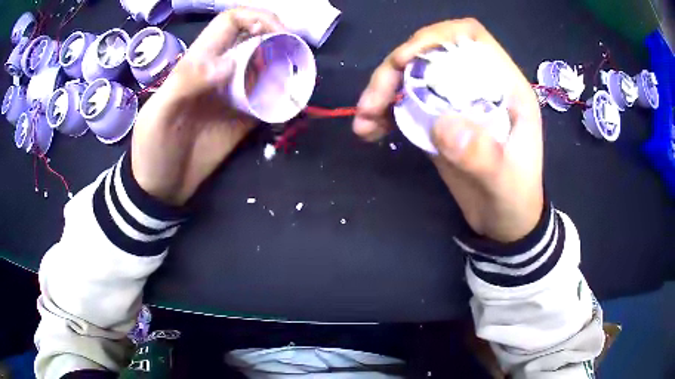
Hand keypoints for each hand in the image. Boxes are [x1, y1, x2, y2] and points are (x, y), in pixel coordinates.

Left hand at [131, 8, 284, 205]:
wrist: (161, 189)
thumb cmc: (153, 150)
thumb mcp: (159, 116)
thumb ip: (186, 83)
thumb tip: (228, 64)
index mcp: (199, 63)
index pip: (231, 22)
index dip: (257, 18)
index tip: (280, 33)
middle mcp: (221, 72)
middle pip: (257, 40)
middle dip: (281, 41)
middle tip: (299, 57)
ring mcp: (235, 95)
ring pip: (268, 67)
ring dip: (288, 67)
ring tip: (302, 78)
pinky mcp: (245, 118)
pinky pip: (270, 99)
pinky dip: (286, 96)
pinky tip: (294, 102)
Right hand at [354, 18, 542, 242]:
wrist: (505, 222)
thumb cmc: (514, 200)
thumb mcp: (505, 184)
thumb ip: (483, 156)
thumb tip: (442, 125)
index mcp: (505, 87)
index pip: (469, 37)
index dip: (434, 38)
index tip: (404, 60)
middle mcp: (478, 85)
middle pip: (430, 54)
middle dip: (395, 70)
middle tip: (371, 103)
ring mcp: (456, 102)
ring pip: (412, 76)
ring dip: (382, 91)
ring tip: (363, 120)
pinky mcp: (438, 121)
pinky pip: (405, 103)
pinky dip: (384, 111)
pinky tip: (369, 131)